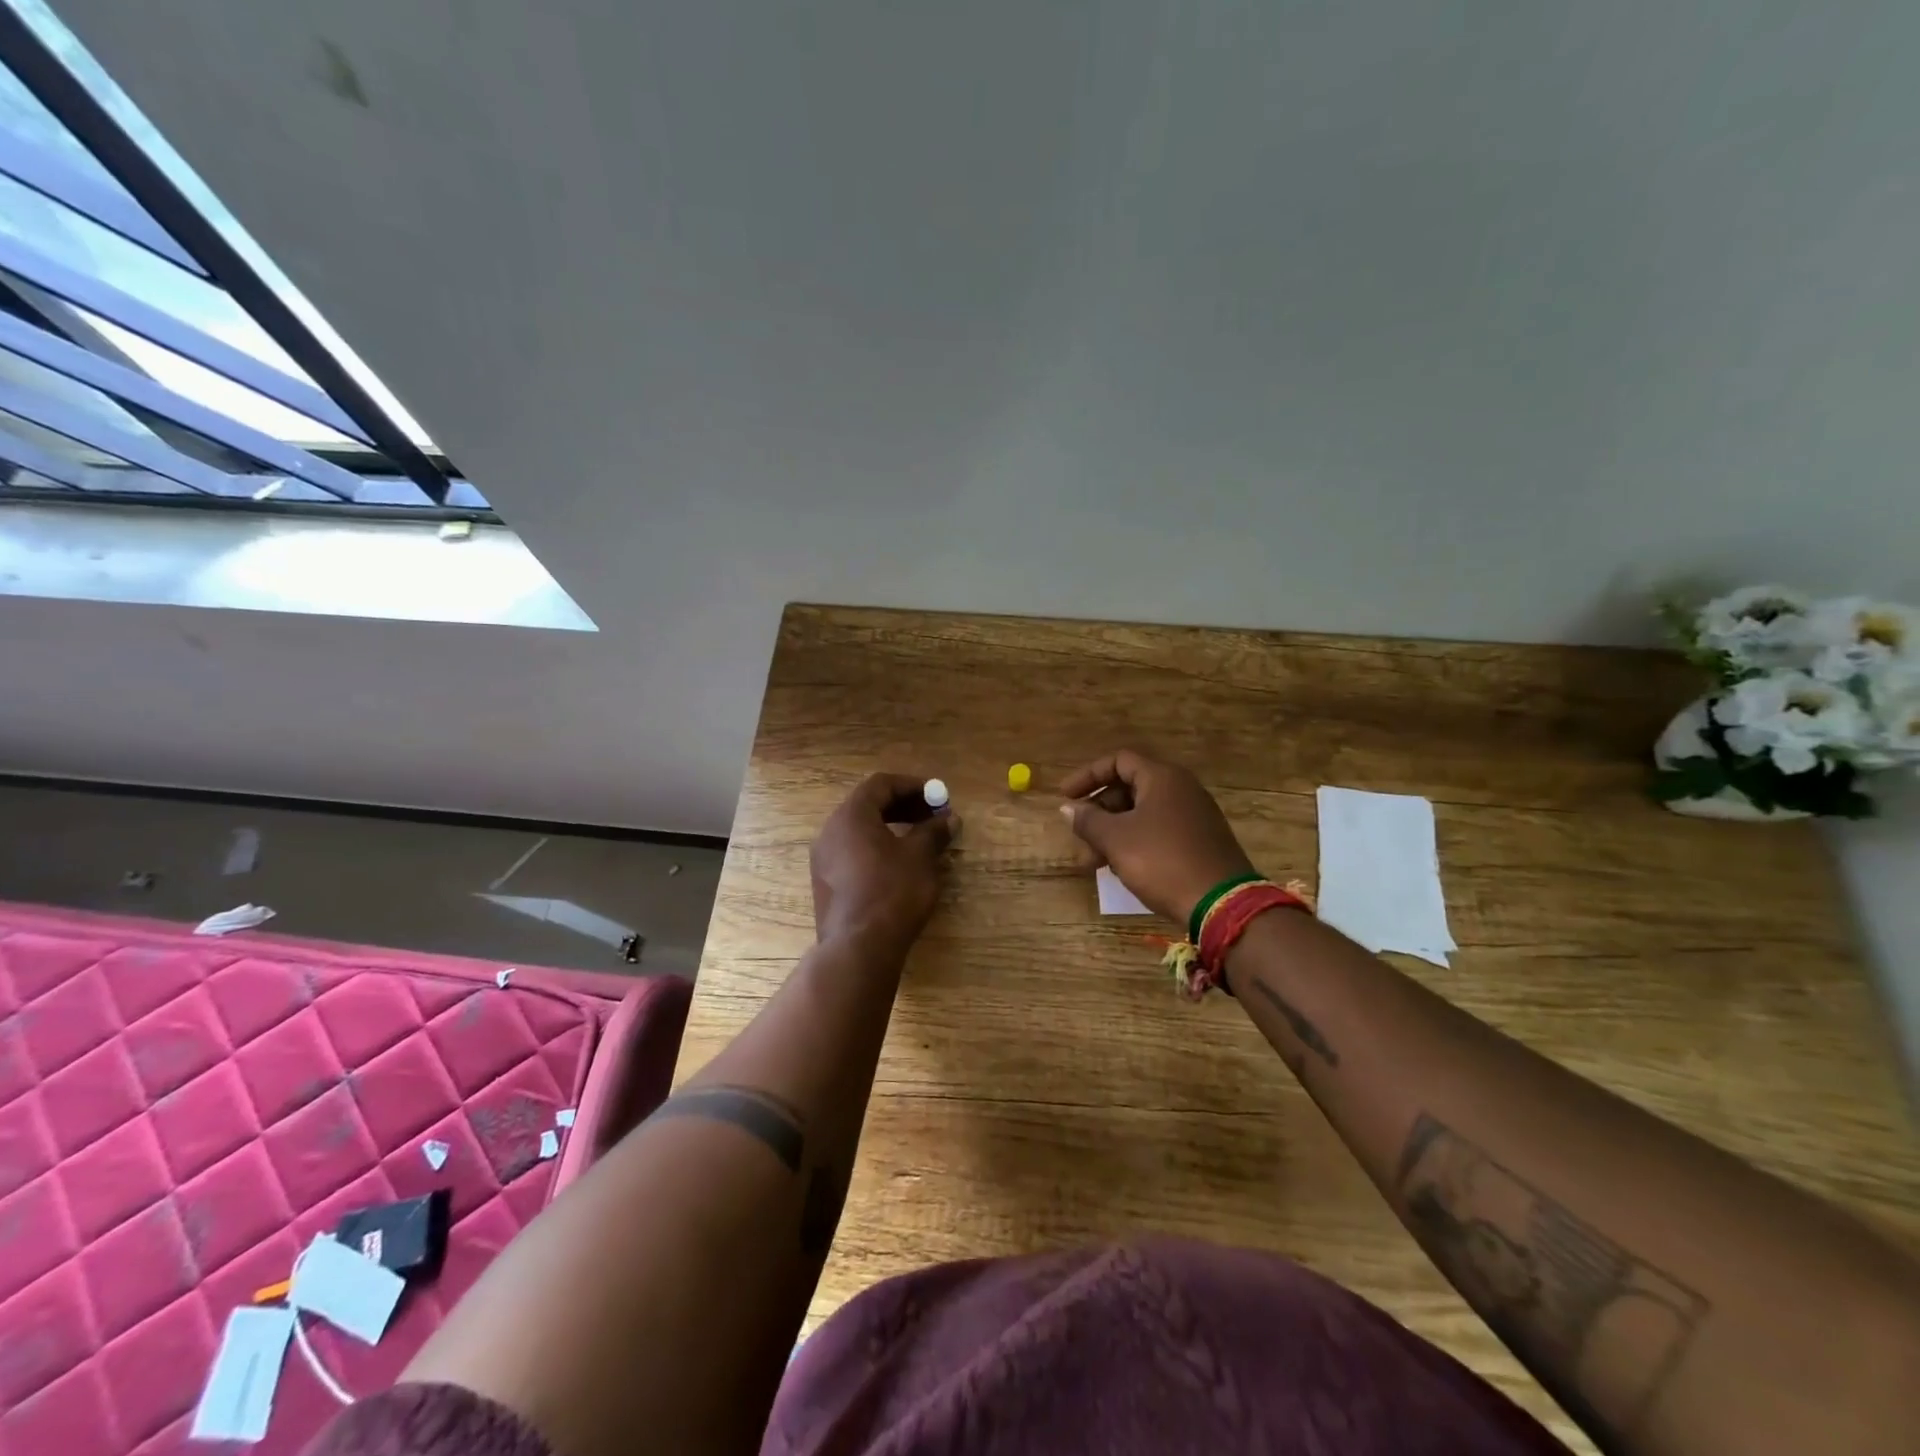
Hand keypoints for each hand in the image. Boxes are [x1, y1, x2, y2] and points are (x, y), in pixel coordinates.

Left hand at [810, 773, 955, 948]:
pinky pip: (853, 852)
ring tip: (920, 840)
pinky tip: (900, 865)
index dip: (912, 786)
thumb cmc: (892, 892)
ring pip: (859, 831)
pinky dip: (877, 848)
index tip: (937, 795)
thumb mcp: (920, 857)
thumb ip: (933, 832)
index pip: (880, 784)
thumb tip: (949, 820)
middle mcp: (830, 831)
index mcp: (850, 816)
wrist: (858, 948)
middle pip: (868, 805)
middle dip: (903, 806)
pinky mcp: (826, 884)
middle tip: (932, 816)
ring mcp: (823, 859)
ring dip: (891, 828)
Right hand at [1059, 750, 1254, 924]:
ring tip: (1092, 864)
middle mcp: (1181, 789)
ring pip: (1141, 814)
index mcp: (1162, 778)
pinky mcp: (1200, 841)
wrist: (1222, 904)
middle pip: (1128, 788)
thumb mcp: (1116, 840)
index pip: (1118, 761)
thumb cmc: (1162, 861)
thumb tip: (1068, 808)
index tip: (1065, 797)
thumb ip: (1088, 820)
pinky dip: (1134, 843)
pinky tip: (1121, 868)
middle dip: (1098, 813)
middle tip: (1078, 838)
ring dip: (1112, 833)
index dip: (1087, 776)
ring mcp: (1193, 816)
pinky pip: (1158, 832)